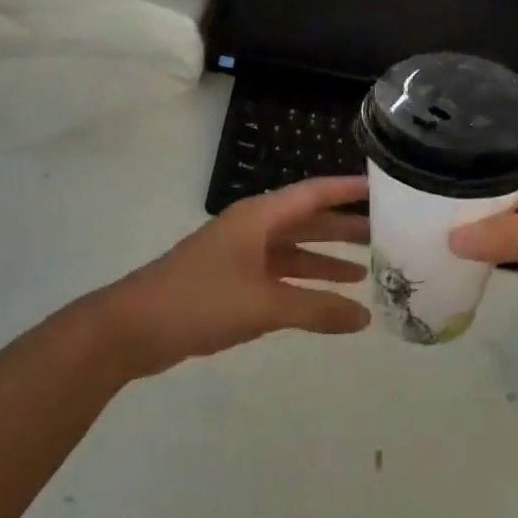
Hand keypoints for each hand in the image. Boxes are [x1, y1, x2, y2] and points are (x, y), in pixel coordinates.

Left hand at [100, 176, 371, 369]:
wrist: (131, 329)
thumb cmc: (199, 301)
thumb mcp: (264, 305)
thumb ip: (317, 310)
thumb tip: (365, 318)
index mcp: (259, 218)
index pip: (314, 194)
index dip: (349, 190)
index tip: (384, 188)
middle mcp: (253, 229)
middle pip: (308, 222)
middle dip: (345, 229)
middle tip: (386, 235)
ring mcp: (241, 256)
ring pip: (295, 252)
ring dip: (326, 260)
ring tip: (365, 271)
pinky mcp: (232, 283)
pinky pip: (280, 276)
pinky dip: (304, 286)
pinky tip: (326, 300)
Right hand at [449, 112, 517, 340]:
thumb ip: (513, 234)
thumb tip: (451, 240)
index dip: (485, 116)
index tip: (438, 122)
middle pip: (514, 159)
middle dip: (476, 164)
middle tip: (424, 169)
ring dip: (485, 202)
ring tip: (430, 200)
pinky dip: (499, 234)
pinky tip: (463, 238)